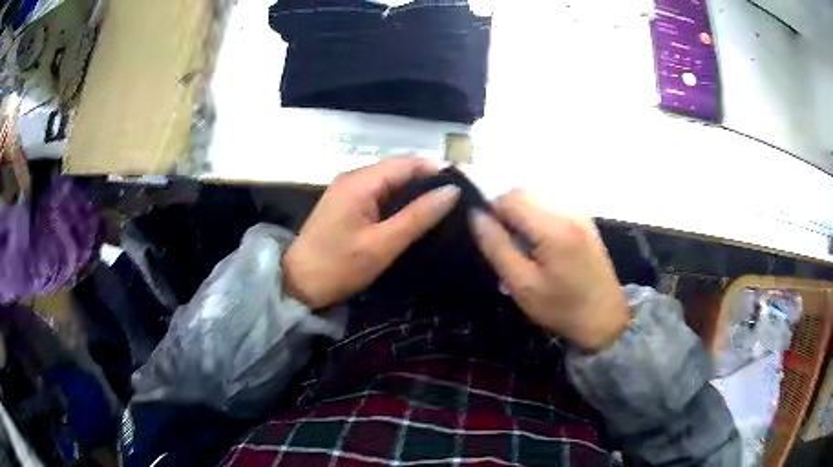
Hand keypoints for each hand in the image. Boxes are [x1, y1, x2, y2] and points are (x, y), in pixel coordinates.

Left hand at [283, 157, 460, 308]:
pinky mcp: (345, 203)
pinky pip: (378, 193)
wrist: (297, 284)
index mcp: (360, 181)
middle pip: (398, 169)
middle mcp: (353, 177)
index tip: (465, 185)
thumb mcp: (382, 244)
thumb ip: (418, 216)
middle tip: (458, 199)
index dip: (436, 170)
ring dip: (414, 191)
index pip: (406, 163)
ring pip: (389, 182)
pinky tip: (414, 213)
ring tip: (443, 206)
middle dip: (427, 180)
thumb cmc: (339, 267)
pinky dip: (398, 200)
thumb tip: (452, 191)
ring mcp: (347, 190)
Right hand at [469, 189, 628, 350]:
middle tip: (504, 243)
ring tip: (522, 245)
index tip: (490, 237)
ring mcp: (579, 213)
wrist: (605, 319)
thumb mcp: (522, 285)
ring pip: (536, 197)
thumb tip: (476, 216)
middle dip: (505, 211)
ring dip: (520, 213)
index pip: (510, 197)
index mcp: (553, 227)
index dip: (491, 211)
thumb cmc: (562, 308)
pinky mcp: (584, 220)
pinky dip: (536, 217)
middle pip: (523, 192)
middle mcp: (568, 211)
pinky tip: (540, 244)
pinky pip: (550, 206)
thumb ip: (497, 246)